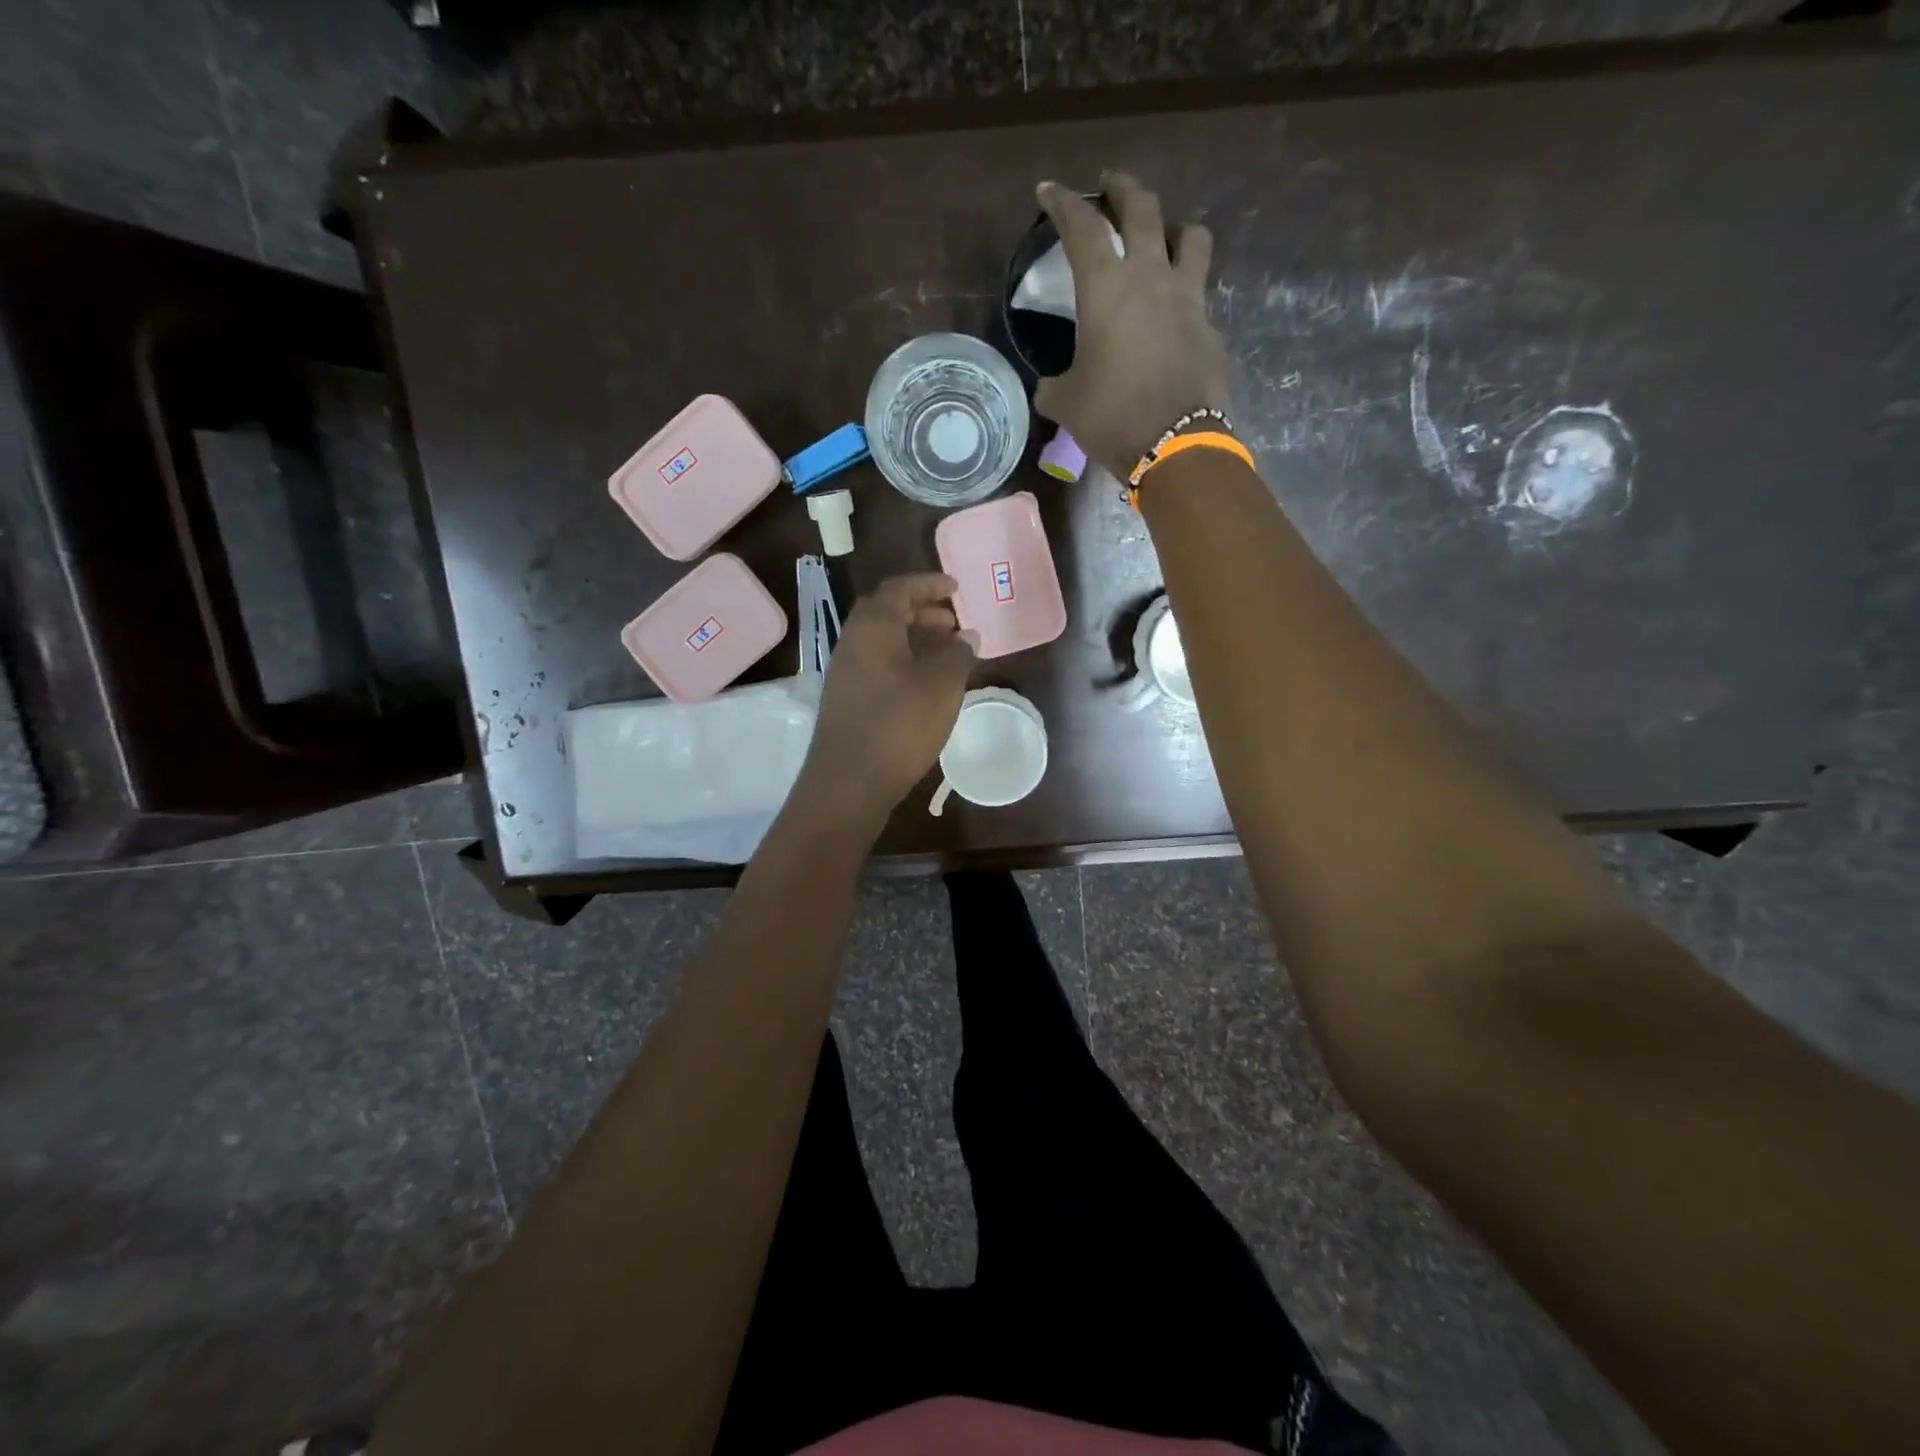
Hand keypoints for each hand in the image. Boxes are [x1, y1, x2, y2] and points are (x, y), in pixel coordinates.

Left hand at [792, 574, 976, 835]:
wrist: (848, 783)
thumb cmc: (899, 725)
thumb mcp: (942, 686)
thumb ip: (958, 654)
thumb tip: (966, 636)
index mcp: (873, 626)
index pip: (900, 588)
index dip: (929, 585)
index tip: (955, 589)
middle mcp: (853, 641)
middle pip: (887, 613)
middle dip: (922, 613)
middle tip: (954, 623)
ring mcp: (845, 672)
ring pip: (883, 641)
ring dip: (914, 639)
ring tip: (947, 654)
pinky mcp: (846, 699)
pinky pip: (878, 665)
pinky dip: (904, 662)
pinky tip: (926, 685)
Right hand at [1033, 172, 1231, 480]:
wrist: (1174, 446)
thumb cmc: (1111, 418)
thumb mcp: (1065, 403)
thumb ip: (1054, 384)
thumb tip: (1050, 385)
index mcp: (1106, 289)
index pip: (1082, 227)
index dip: (1063, 203)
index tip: (1049, 191)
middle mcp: (1151, 278)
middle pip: (1143, 209)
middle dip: (1123, 189)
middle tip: (1111, 185)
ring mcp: (1188, 300)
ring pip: (1191, 237)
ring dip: (1174, 228)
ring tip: (1163, 238)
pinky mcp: (1209, 328)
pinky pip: (1199, 295)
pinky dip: (1184, 293)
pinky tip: (1173, 316)